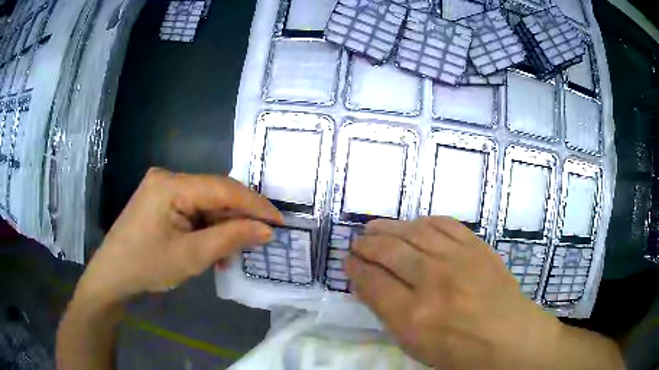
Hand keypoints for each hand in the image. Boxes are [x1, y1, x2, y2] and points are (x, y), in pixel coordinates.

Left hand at [76, 168, 282, 305]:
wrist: (112, 275)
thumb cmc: (147, 266)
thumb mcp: (192, 256)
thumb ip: (230, 238)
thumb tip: (266, 230)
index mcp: (171, 185)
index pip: (223, 188)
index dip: (254, 205)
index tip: (280, 222)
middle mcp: (167, 178)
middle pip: (214, 194)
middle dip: (238, 218)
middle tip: (261, 239)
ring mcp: (162, 188)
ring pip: (205, 203)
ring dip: (222, 227)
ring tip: (234, 252)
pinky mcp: (160, 200)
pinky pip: (192, 210)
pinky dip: (206, 228)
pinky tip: (213, 248)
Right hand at [346, 217, 608, 368]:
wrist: (509, 337)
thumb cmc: (460, 352)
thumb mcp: (415, 346)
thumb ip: (389, 313)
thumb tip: (368, 284)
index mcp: (413, 316)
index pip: (372, 282)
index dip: (355, 269)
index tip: (348, 262)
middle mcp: (433, 282)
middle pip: (388, 251)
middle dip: (367, 244)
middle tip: (358, 241)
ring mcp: (458, 259)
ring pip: (413, 232)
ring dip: (388, 227)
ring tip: (375, 227)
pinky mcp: (476, 247)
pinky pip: (444, 224)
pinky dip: (423, 221)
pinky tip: (413, 224)